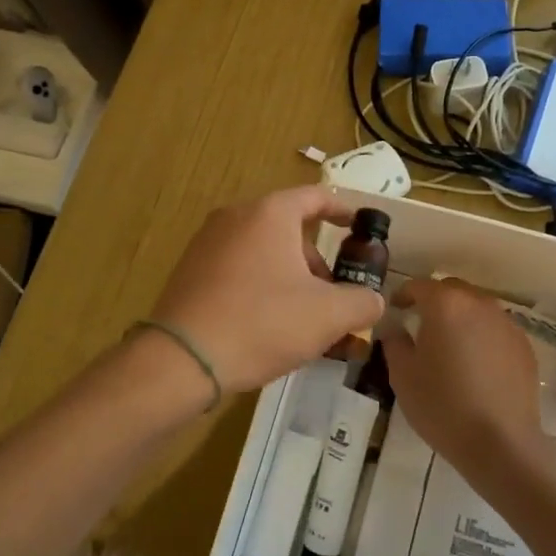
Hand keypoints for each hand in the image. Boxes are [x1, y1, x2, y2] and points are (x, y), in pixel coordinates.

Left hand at [151, 187, 385, 395]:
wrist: (182, 358)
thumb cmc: (262, 323)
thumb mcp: (328, 315)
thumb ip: (362, 302)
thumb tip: (372, 300)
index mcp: (270, 213)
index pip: (316, 197)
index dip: (342, 210)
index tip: (359, 226)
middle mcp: (236, 216)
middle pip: (289, 229)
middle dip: (316, 261)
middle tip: (332, 297)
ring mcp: (207, 242)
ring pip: (263, 251)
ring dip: (289, 277)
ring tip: (302, 319)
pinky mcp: (190, 270)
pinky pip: (238, 268)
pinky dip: (260, 285)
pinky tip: (266, 324)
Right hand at [381, 278, 543, 479]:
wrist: (501, 442)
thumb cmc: (442, 405)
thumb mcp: (403, 376)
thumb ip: (395, 343)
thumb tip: (396, 329)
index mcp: (445, 304)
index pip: (418, 286)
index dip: (403, 295)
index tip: (395, 310)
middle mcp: (478, 304)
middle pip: (451, 291)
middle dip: (434, 302)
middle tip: (421, 325)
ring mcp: (506, 323)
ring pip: (476, 308)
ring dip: (460, 318)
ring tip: (450, 345)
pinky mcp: (524, 346)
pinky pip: (496, 330)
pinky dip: (482, 336)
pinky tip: (476, 365)